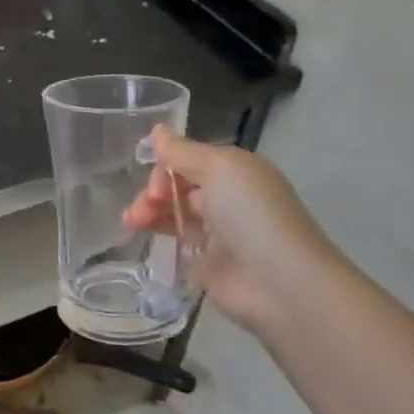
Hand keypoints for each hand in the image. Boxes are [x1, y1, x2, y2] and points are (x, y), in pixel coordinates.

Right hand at [123, 125, 346, 331]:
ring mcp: (218, 232)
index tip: (155, 186)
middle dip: (153, 192)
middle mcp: (227, 197)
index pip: (188, 159)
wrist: (282, 284)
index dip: (165, 167)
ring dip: (148, 212)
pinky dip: (157, 236)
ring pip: (173, 212)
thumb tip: (157, 130)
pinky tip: (141, 236)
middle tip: (140, 209)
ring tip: (132, 223)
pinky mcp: (208, 263)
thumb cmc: (252, 215)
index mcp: (235, 171)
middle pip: (178, 185)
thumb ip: (182, 152)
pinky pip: (176, 241)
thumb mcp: (218, 169)